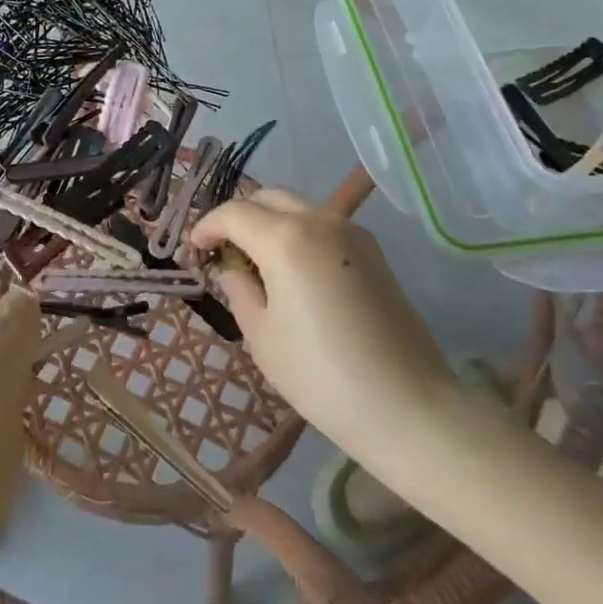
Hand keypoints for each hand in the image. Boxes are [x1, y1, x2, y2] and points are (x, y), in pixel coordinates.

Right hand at [189, 189, 454, 460]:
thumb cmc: (322, 376)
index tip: (194, 248)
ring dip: (270, 222)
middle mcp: (319, 220)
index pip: (234, 213)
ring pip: (298, 208)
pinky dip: (298, 233)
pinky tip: (293, 271)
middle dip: (240, 216)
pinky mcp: (373, 251)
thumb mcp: (262, 336)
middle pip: (268, 198)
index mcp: (285, 238)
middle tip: (224, 250)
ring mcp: (351, 232)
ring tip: (257, 261)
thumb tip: (232, 267)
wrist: (407, 406)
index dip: (207, 226)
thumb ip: (239, 289)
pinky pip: (323, 226)